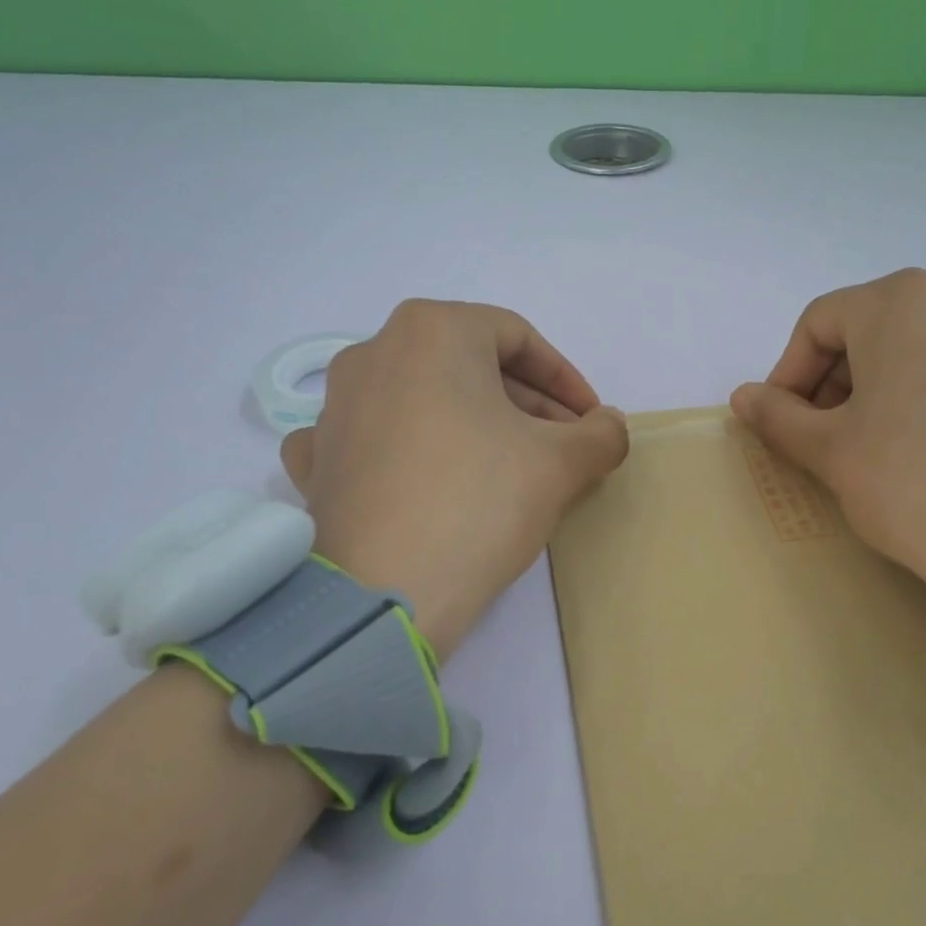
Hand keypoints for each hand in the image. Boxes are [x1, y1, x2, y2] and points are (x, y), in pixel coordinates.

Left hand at [279, 300, 628, 657]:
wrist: (384, 595)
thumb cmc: (480, 502)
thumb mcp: (561, 463)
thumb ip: (601, 433)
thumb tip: (607, 425)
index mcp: (431, 331)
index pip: (517, 338)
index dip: (566, 379)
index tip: (591, 420)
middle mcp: (373, 352)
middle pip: (469, 367)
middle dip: (525, 405)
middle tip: (562, 448)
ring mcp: (334, 408)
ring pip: (424, 401)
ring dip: (475, 426)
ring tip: (510, 471)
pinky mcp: (317, 461)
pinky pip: (375, 441)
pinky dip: (411, 452)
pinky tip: (430, 481)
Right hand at [729, 268, 925, 607]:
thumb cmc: (910, 482)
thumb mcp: (829, 450)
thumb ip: (778, 416)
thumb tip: (743, 397)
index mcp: (902, 303)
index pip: (819, 323)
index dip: (788, 372)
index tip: (780, 420)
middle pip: (870, 330)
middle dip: (832, 381)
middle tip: (819, 436)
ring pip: (915, 349)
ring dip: (877, 388)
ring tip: (869, 444)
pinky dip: (925, 395)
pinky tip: (922, 446)